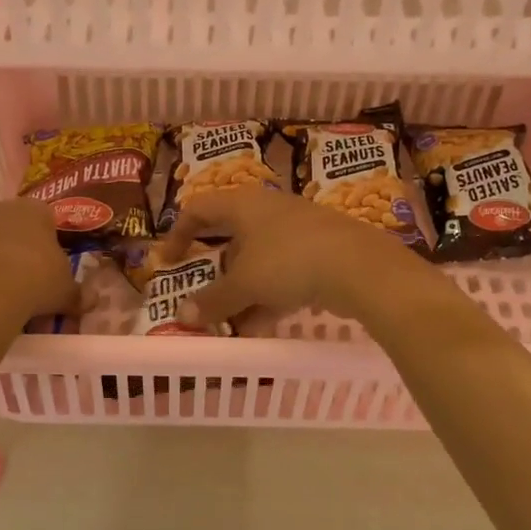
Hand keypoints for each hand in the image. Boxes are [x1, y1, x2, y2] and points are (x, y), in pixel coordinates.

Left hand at [0, 199, 79, 327]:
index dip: (51, 244)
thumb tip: (90, 301)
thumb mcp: (65, 292)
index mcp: (35, 209)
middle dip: (20, 248)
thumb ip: (77, 294)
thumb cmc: (34, 282)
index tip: (52, 268)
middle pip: (13, 226)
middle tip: (27, 281)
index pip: (48, 219)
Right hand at [157, 187, 424, 327]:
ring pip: (258, 259)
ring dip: (242, 290)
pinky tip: (263, 325)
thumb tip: (183, 317)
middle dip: (215, 270)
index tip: (168, 263)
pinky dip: (269, 295)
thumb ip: (212, 301)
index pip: (198, 208)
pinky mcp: (321, 251)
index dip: (178, 234)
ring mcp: (298, 229)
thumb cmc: (289, 262)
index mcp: (243, 204)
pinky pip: (284, 272)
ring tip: (232, 323)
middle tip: (203, 294)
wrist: (362, 268)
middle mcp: (268, 209)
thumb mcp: (244, 284)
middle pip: (230, 236)